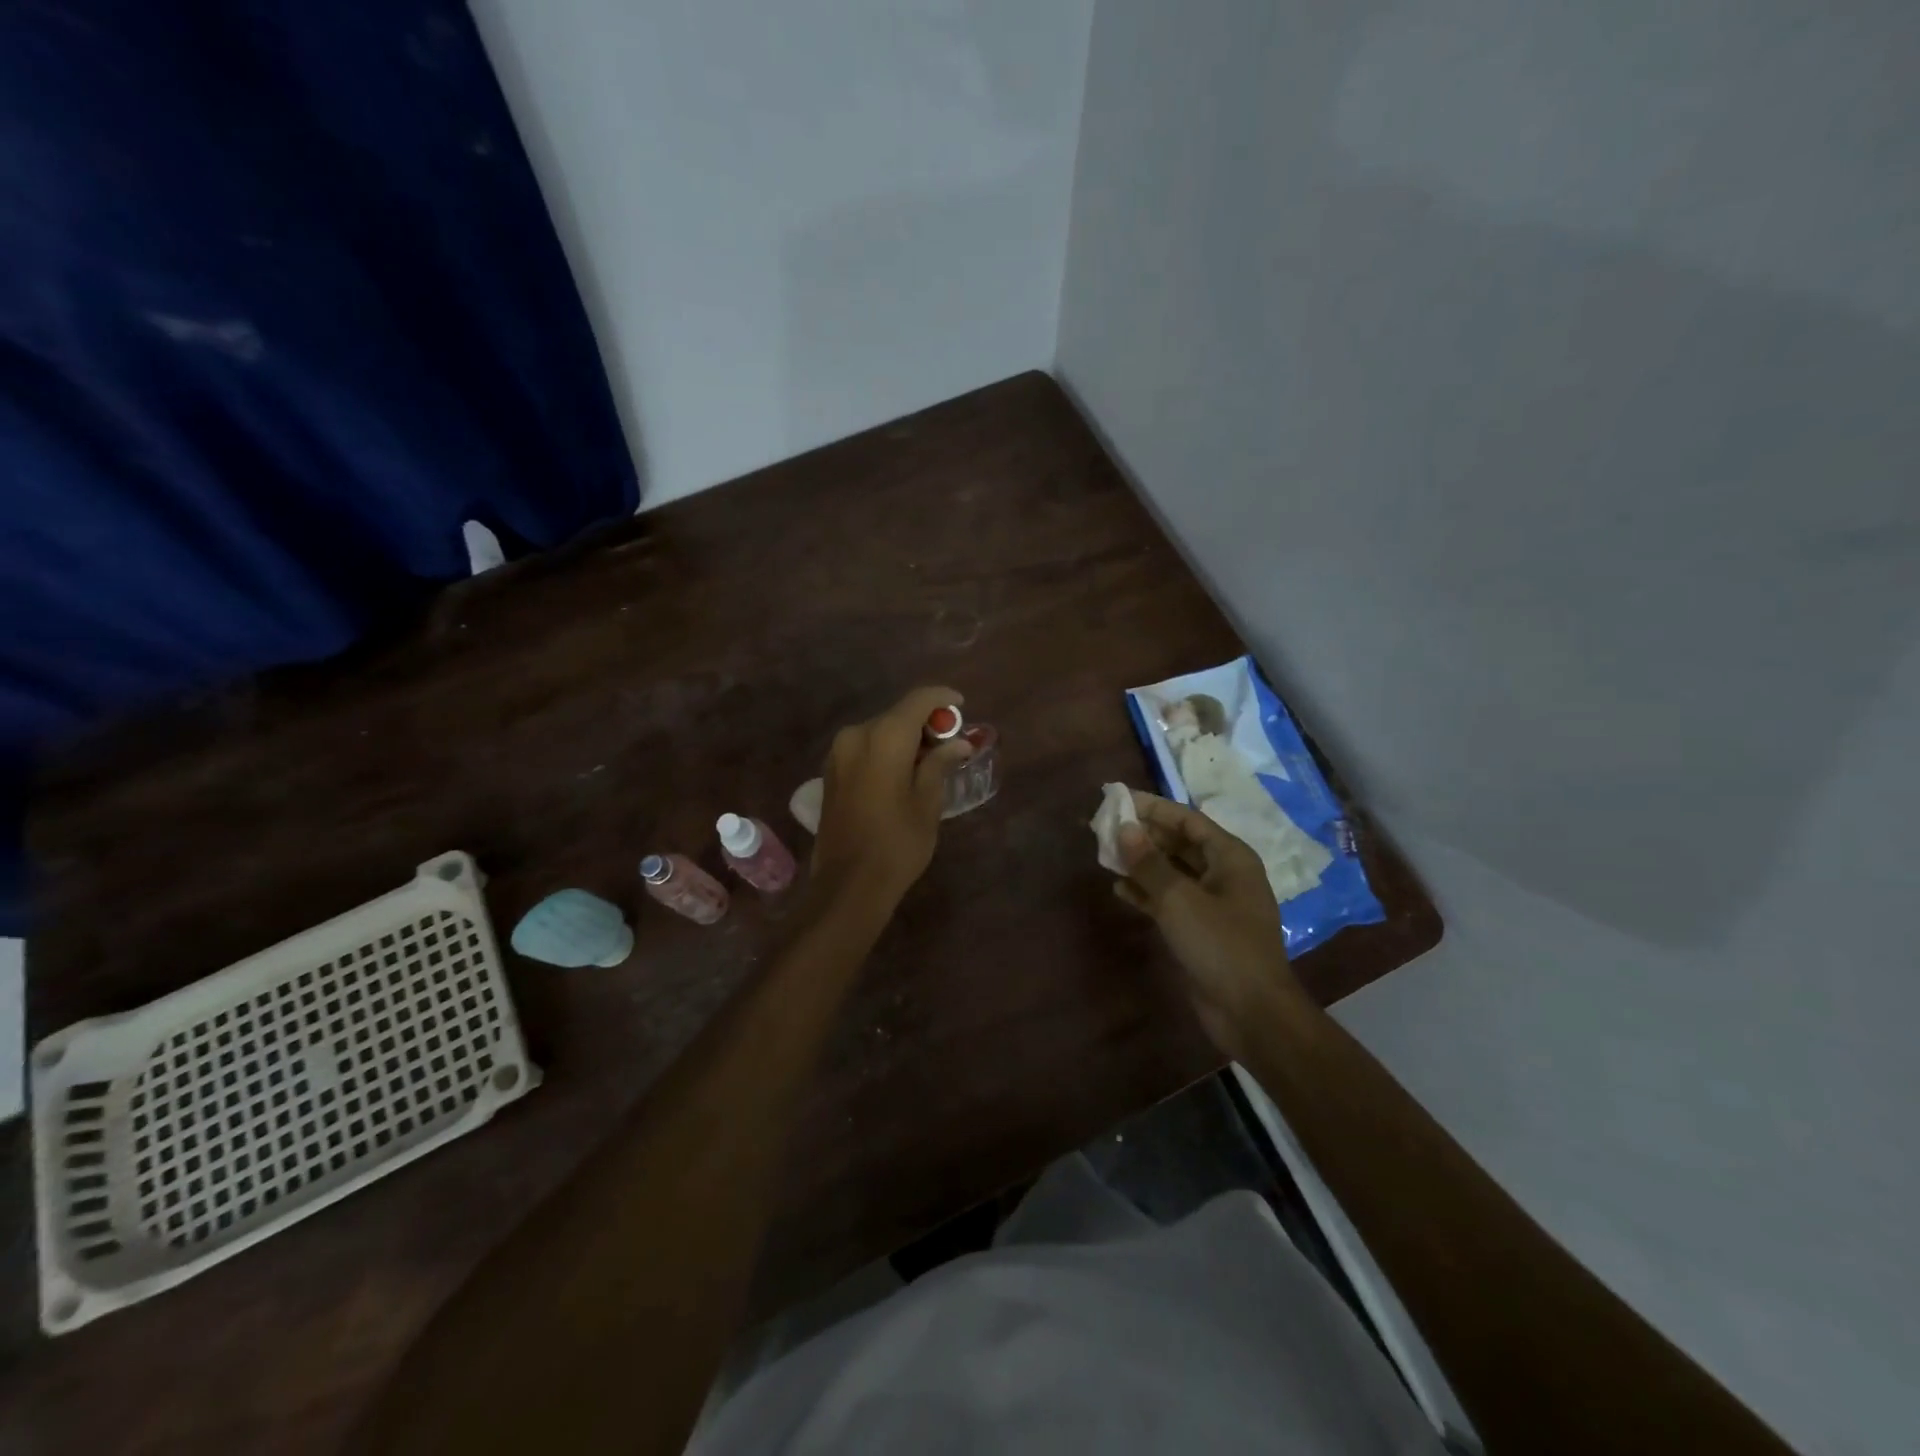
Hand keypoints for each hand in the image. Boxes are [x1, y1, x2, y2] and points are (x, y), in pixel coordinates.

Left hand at [811, 686, 972, 908]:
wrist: (848, 884)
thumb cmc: (897, 842)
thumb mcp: (928, 802)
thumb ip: (939, 764)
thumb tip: (958, 744)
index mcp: (884, 737)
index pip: (918, 700)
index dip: (942, 698)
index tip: (961, 706)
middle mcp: (856, 735)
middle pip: (897, 715)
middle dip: (925, 724)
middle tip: (950, 743)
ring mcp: (838, 753)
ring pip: (879, 732)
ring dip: (905, 739)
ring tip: (929, 762)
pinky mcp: (831, 773)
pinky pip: (864, 749)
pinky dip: (886, 752)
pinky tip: (902, 774)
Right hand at [1114, 792, 1299, 1059]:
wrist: (1251, 1013)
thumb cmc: (1220, 945)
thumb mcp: (1179, 899)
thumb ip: (1149, 863)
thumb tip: (1125, 829)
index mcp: (1230, 857)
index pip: (1186, 819)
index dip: (1152, 807)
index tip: (1117, 799)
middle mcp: (1224, 874)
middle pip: (1179, 843)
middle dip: (1143, 835)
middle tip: (1105, 827)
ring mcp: (1214, 904)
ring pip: (1172, 872)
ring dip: (1141, 863)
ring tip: (1106, 855)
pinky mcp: (1201, 930)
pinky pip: (1170, 900)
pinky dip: (1147, 892)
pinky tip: (1119, 889)